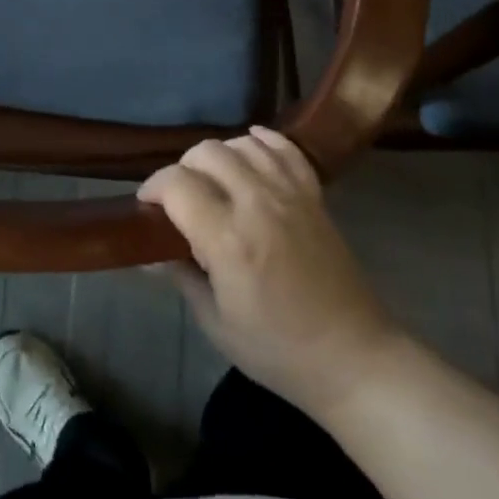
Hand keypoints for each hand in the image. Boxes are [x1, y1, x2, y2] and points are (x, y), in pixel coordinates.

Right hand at [138, 128, 402, 419]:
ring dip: (219, 155)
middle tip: (178, 198)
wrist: (352, 357)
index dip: (153, 187)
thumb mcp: (216, 323)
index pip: (177, 184)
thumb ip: (181, 276)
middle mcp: (257, 203)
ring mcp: (290, 194)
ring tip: (213, 180)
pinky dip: (262, 141)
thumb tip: (148, 253)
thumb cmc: (278, 351)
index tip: (146, 205)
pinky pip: (285, 149)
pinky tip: (250, 147)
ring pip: (243, 143)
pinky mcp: (314, 195)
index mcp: (228, 239)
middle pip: (207, 152)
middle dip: (182, 168)